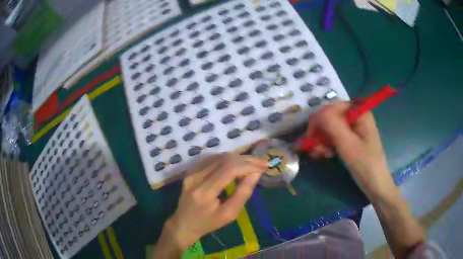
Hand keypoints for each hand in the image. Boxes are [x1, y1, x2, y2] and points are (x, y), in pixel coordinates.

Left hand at [153, 154, 266, 257]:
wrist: (184, 223)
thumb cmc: (208, 223)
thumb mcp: (229, 214)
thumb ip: (243, 193)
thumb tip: (256, 174)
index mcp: (205, 192)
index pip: (229, 170)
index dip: (248, 165)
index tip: (264, 166)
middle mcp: (196, 177)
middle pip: (224, 160)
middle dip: (246, 159)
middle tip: (261, 162)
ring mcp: (191, 173)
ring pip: (218, 157)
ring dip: (238, 158)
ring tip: (252, 163)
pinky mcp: (190, 171)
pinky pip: (211, 159)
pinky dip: (226, 159)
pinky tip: (236, 164)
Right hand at [304, 101, 394, 198]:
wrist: (375, 184)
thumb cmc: (364, 164)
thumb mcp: (348, 144)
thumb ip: (333, 125)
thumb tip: (316, 113)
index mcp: (359, 112)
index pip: (333, 107)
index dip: (320, 119)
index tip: (310, 136)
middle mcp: (356, 116)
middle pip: (331, 117)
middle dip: (320, 132)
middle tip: (314, 149)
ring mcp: (353, 127)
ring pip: (330, 127)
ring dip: (321, 140)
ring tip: (319, 154)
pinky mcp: (350, 138)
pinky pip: (334, 136)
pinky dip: (327, 144)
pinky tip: (325, 154)